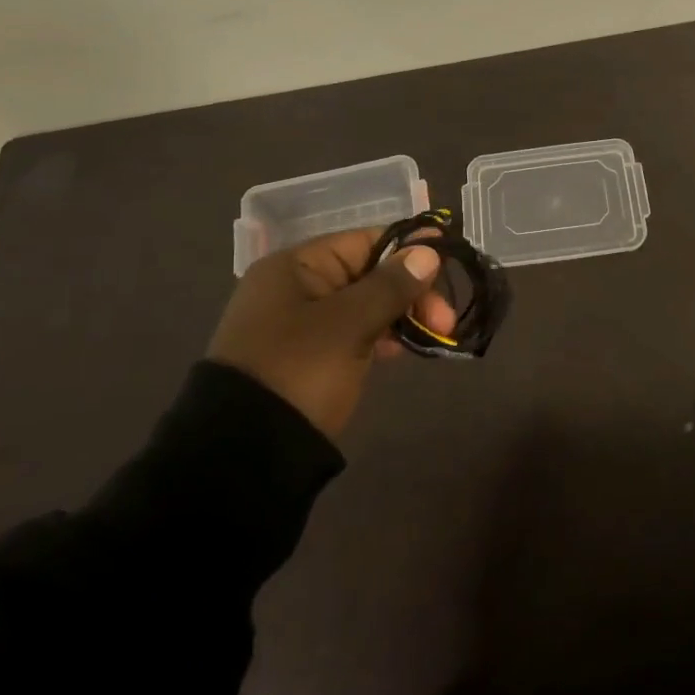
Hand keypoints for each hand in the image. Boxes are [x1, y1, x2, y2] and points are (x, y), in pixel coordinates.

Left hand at [207, 227, 456, 438]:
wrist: (246, 453)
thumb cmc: (299, 370)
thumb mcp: (349, 324)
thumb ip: (391, 285)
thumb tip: (428, 251)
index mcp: (295, 266)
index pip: (364, 241)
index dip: (408, 249)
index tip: (448, 262)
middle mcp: (295, 287)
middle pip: (368, 273)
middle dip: (411, 292)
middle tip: (445, 320)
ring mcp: (300, 324)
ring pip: (365, 305)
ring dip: (401, 315)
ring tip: (434, 335)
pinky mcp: (308, 357)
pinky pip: (354, 332)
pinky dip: (381, 336)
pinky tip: (403, 350)